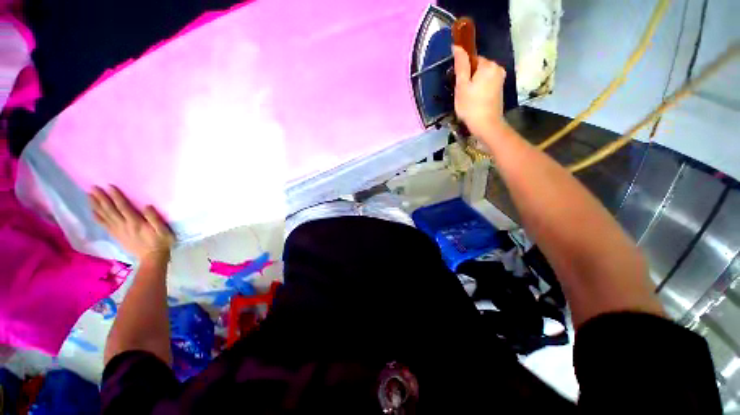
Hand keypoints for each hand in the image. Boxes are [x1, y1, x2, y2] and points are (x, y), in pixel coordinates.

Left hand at [89, 186, 174, 261]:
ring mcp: (118, 231)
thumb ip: (155, 219)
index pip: (124, 207)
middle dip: (102, 199)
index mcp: (136, 223)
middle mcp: (124, 225)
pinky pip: (104, 225)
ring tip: (89, 196)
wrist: (152, 258)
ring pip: (105, 216)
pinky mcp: (116, 235)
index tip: (109, 186)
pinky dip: (98, 218)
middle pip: (110, 210)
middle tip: (93, 188)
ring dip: (96, 206)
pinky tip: (93, 212)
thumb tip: (147, 206)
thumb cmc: (161, 242)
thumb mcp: (164, 231)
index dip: (116, 197)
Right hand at [452, 45, 506, 136]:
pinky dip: (479, 90)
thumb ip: (461, 65)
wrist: (486, 125)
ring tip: (468, 99)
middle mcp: (497, 68)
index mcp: (488, 65)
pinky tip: (475, 101)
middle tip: (462, 94)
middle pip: (477, 68)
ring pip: (481, 77)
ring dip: (473, 85)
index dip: (463, 72)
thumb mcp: (462, 86)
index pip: (472, 59)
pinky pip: (486, 84)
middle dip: (468, 78)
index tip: (459, 85)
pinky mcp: (500, 89)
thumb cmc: (471, 106)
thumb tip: (457, 46)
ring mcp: (500, 79)